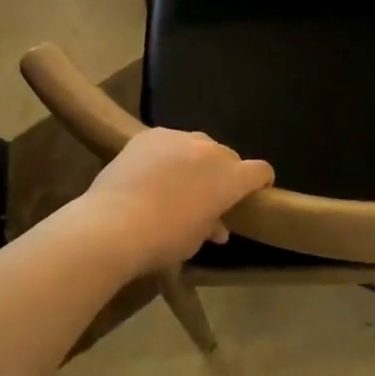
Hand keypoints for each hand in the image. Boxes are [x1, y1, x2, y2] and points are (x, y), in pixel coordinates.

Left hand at [80, 128, 274, 271]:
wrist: (114, 225)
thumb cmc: (164, 239)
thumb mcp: (194, 240)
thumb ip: (211, 225)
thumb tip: (218, 227)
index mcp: (231, 177)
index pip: (261, 171)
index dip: (261, 182)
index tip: (254, 194)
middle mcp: (210, 150)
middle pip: (228, 156)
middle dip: (225, 173)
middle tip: (209, 193)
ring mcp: (178, 138)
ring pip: (197, 145)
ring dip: (196, 161)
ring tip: (177, 181)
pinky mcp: (149, 135)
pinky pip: (168, 142)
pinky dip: (167, 154)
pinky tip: (151, 172)